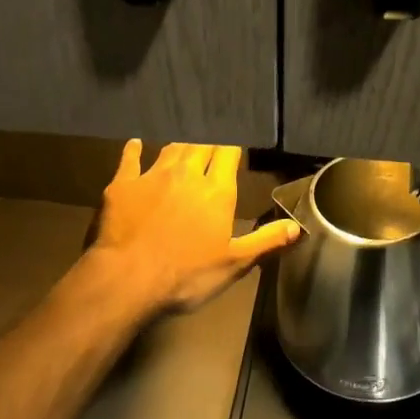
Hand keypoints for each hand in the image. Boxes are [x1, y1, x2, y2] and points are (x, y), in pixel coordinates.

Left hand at [84, 141, 298, 314]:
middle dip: (209, 141)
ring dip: (180, 144)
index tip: (235, 143)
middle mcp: (186, 174)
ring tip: (186, 141)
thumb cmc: (186, 275)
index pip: (228, 154)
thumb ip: (266, 241)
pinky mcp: (122, 185)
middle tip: (212, 140)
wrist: (128, 278)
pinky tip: (135, 143)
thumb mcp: (234, 264)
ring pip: (171, 149)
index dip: (233, 145)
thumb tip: (297, 226)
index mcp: (216, 191)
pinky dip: (134, 149)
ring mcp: (152, 176)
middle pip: (201, 145)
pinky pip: (130, 160)